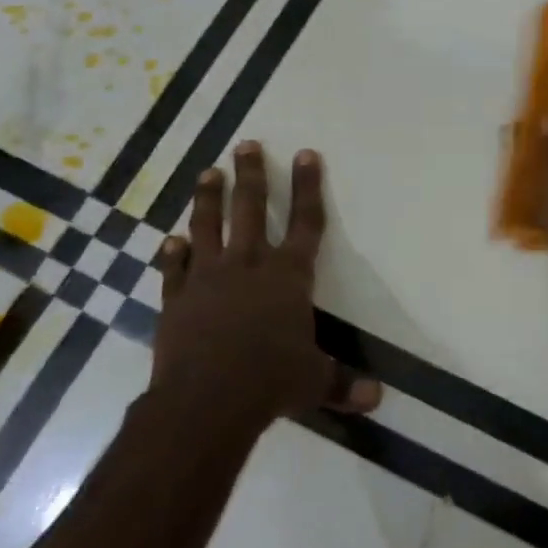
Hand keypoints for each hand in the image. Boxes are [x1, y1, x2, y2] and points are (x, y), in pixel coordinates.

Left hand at [150, 141, 379, 433]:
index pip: (307, 222)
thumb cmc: (271, 382)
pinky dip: (172, 254)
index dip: (308, 186)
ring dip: (208, 199)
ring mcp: (208, 280)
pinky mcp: (176, 301)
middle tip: (246, 145)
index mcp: (289, 275)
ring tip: (208, 173)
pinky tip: (170, 240)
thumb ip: (343, 383)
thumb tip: (377, 400)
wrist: (206, 402)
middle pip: (251, 209)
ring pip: (208, 227)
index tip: (306, 153)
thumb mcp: (315, 382)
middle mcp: (249, 266)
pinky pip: (174, 270)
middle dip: (252, 175)